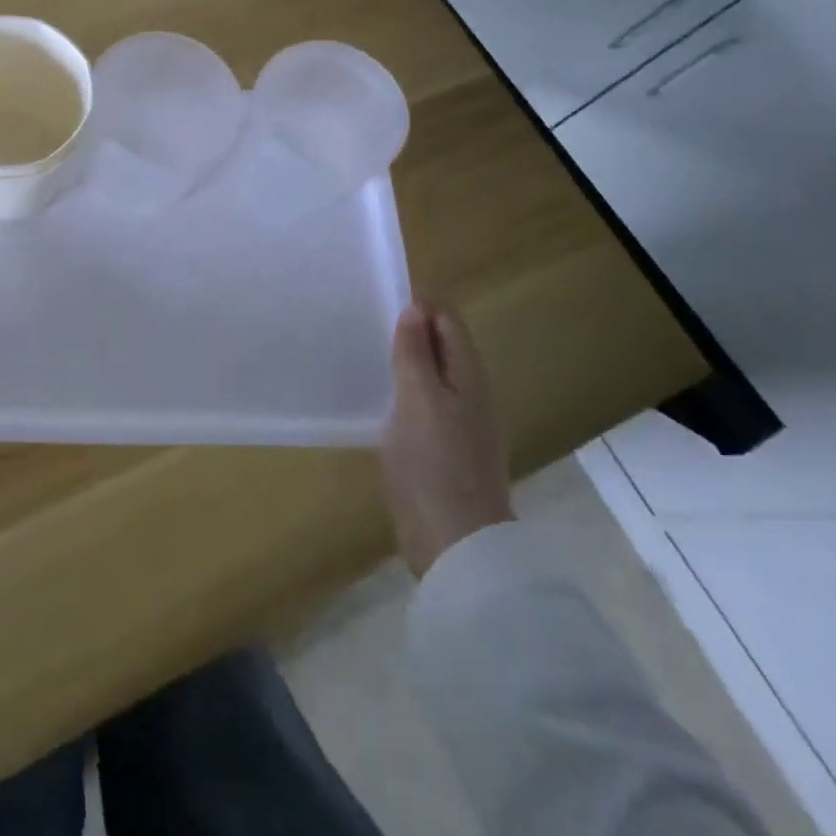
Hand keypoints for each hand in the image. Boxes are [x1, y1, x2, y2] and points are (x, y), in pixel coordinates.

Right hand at [379, 300, 514, 577]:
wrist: (456, 545)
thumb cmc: (435, 464)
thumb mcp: (419, 400)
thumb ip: (416, 354)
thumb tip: (416, 307)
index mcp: (469, 377)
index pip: (449, 322)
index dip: (421, 303)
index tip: (379, 290)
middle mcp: (470, 394)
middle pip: (443, 346)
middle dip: (412, 327)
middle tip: (364, 315)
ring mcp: (459, 424)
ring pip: (434, 374)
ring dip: (406, 357)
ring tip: (365, 347)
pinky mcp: (444, 449)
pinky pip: (425, 402)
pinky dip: (404, 388)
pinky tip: (378, 395)